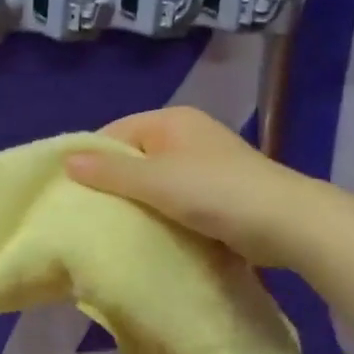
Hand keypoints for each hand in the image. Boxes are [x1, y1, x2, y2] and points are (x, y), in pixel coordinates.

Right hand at [63, 106, 314, 269]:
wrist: (286, 223)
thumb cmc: (215, 192)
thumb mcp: (155, 180)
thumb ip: (110, 171)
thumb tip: (67, 161)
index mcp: (172, 120)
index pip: (116, 132)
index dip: (93, 158)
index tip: (72, 191)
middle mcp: (188, 135)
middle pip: (135, 155)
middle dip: (114, 182)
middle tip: (89, 212)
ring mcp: (206, 164)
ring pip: (155, 180)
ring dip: (138, 201)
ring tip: (114, 226)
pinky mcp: (219, 192)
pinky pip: (176, 199)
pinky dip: (162, 213)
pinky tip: (148, 233)